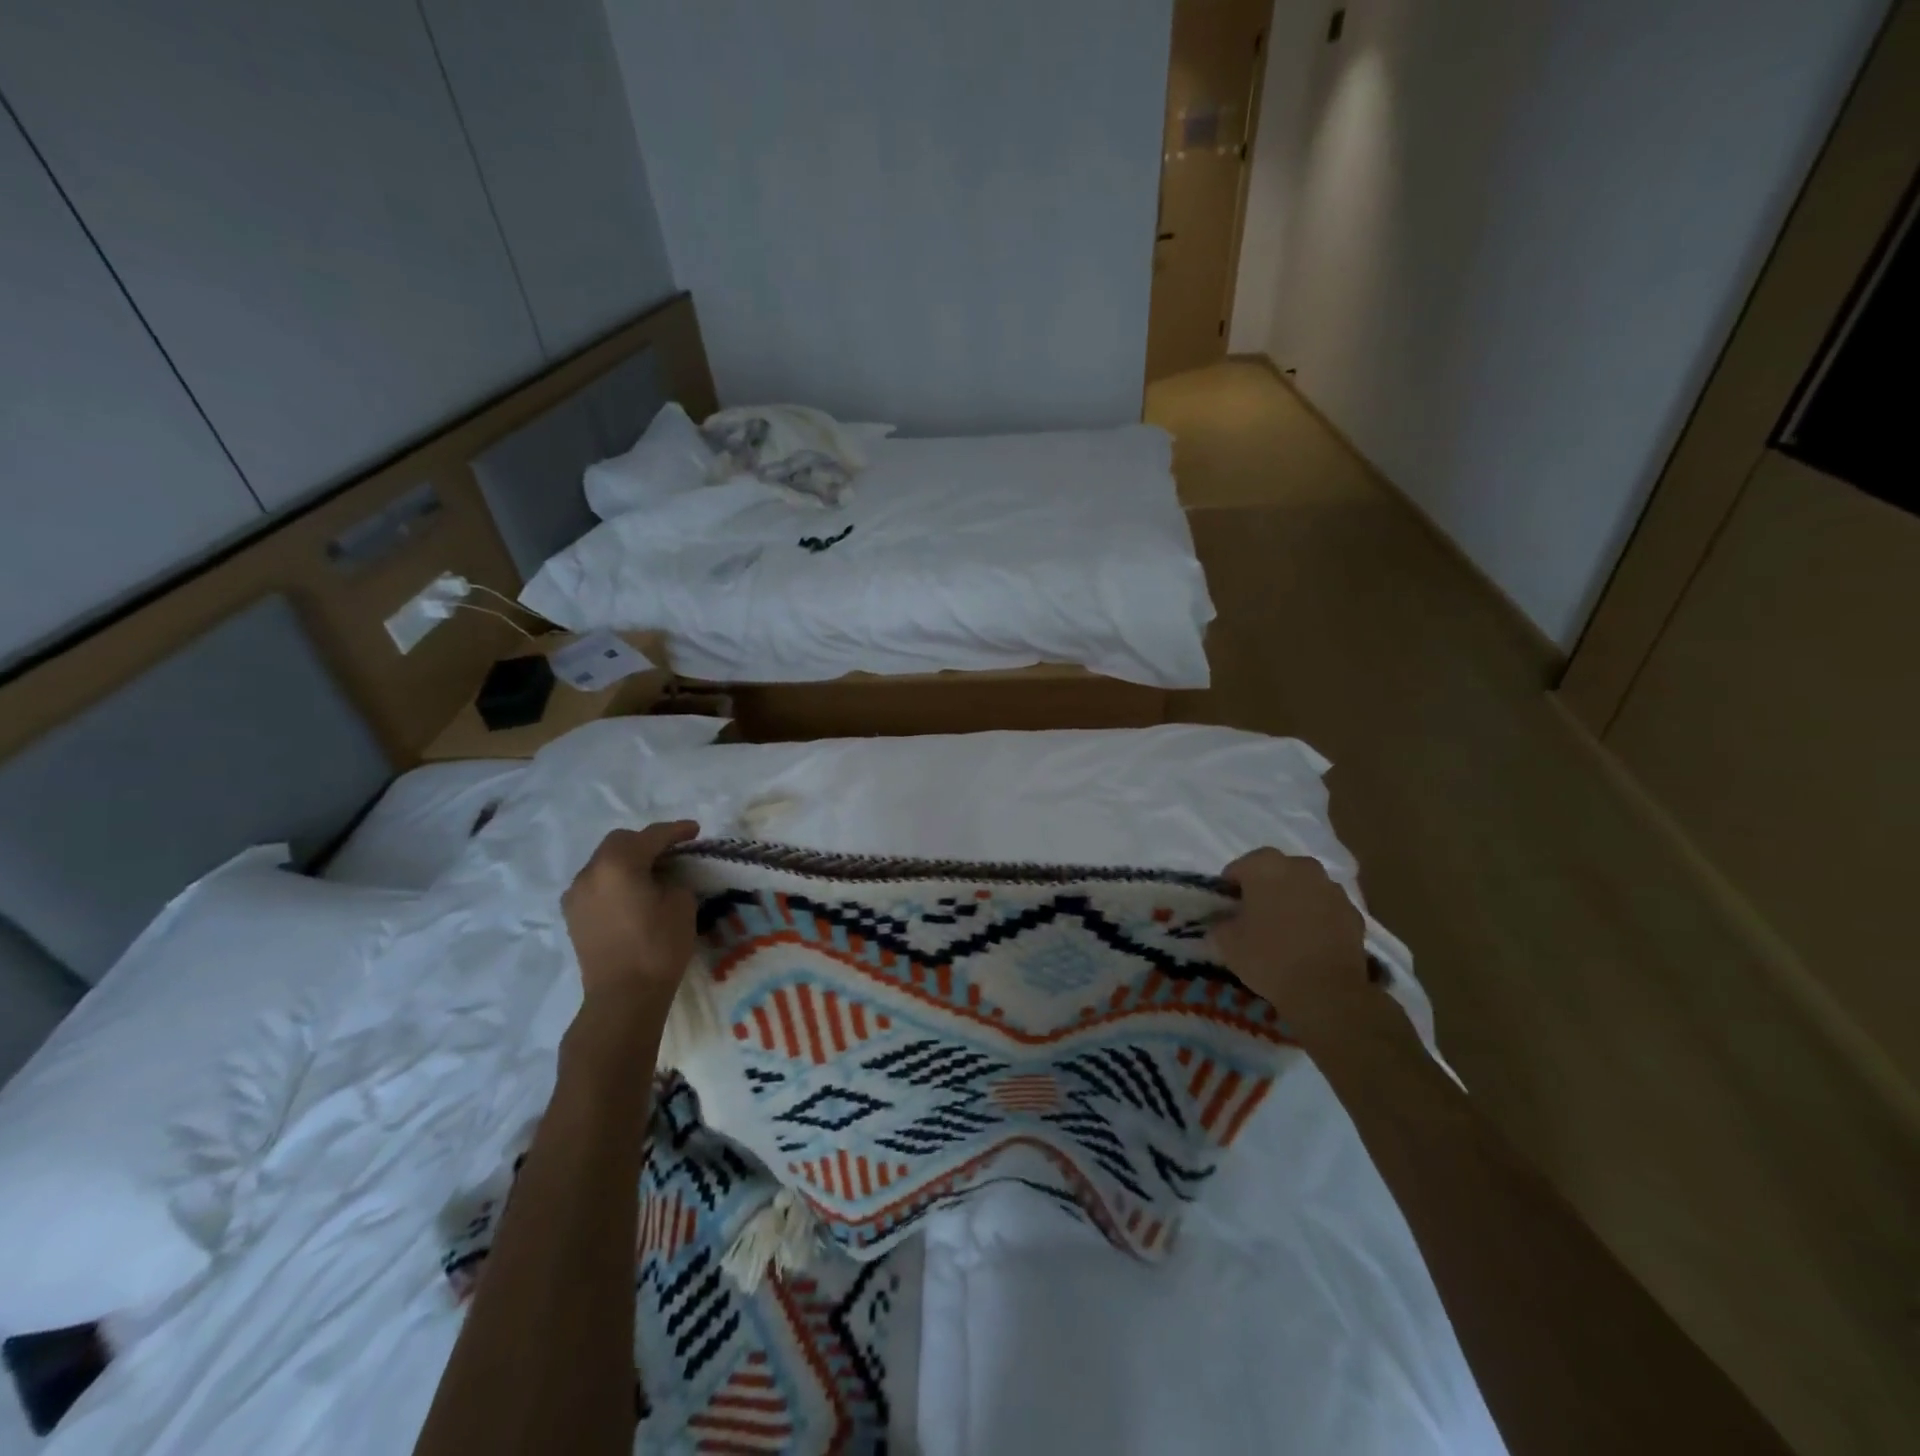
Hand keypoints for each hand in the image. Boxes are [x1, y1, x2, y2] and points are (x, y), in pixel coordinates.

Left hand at [562, 821, 699, 1028]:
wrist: (623, 997)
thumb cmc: (658, 946)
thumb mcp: (682, 904)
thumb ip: (673, 879)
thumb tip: (663, 878)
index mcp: (618, 863)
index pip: (651, 836)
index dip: (676, 831)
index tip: (694, 830)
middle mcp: (590, 872)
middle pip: (620, 843)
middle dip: (647, 842)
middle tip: (673, 851)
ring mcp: (576, 894)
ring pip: (604, 862)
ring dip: (628, 861)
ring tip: (652, 873)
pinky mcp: (573, 916)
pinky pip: (596, 884)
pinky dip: (615, 880)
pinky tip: (632, 894)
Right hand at [1210, 848, 1377, 1047]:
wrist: (1326, 991)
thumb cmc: (1268, 958)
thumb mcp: (1225, 942)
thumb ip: (1220, 922)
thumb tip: (1226, 921)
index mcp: (1265, 866)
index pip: (1239, 868)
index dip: (1230, 889)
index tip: (1228, 911)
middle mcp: (1301, 866)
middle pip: (1275, 872)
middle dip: (1265, 889)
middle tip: (1256, 918)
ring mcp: (1332, 888)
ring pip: (1304, 888)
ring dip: (1294, 901)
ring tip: (1286, 932)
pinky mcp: (1354, 913)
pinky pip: (1327, 909)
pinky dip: (1318, 918)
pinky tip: (1311, 944)